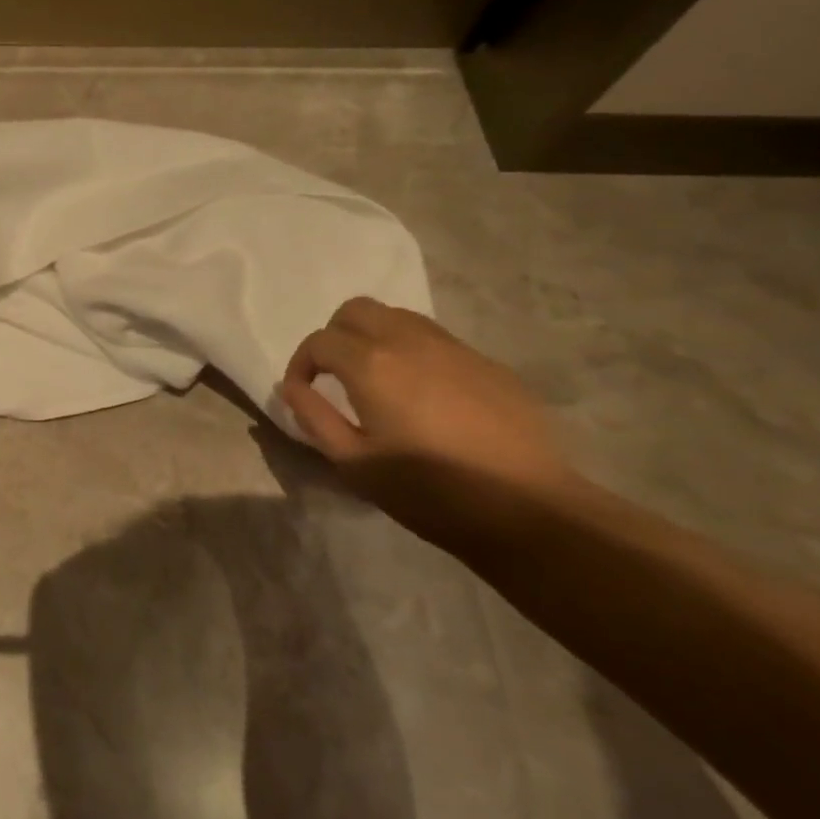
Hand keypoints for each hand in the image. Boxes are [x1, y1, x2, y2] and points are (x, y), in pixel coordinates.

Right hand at [277, 298, 577, 520]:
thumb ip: (314, 417)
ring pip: (398, 317)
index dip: (300, 364)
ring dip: (373, 337)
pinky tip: (422, 395)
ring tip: (376, 380)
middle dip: (334, 336)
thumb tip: (292, 388)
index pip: (319, 341)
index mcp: (371, 365)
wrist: (527, 508)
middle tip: (334, 375)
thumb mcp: (354, 463)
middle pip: (356, 310)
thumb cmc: (428, 490)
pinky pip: (435, 340)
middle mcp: (409, 342)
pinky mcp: (487, 364)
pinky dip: (412, 352)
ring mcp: (454, 348)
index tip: (302, 392)